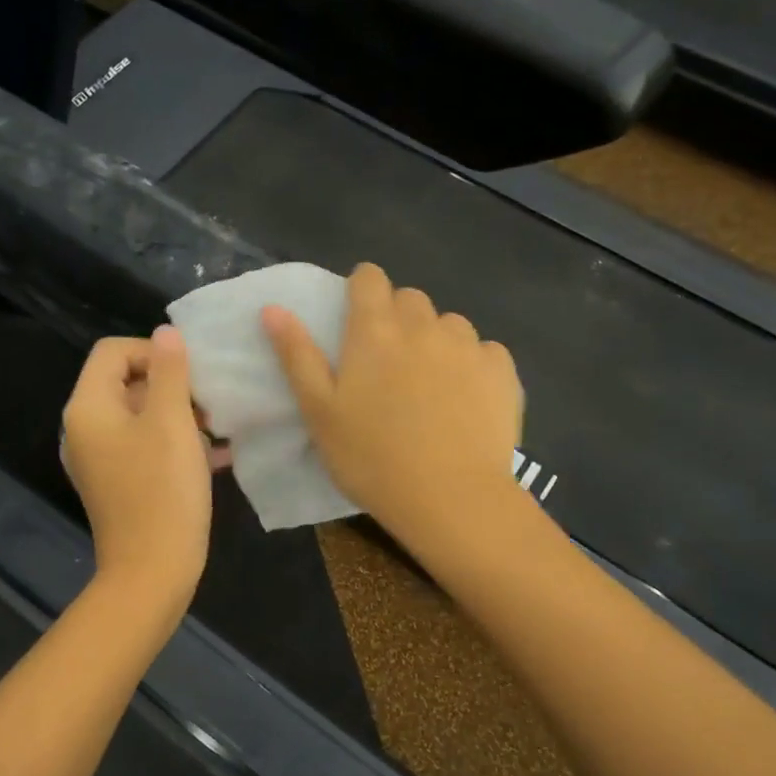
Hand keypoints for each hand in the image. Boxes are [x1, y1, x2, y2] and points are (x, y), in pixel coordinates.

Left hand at [61, 327, 214, 608]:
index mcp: (88, 407)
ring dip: (178, 414)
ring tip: (217, 430)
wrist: (152, 572)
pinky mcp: (116, 481)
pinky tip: (216, 455)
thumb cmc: (163, 491)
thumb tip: (167, 333)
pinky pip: (144, 445)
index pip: (113, 351)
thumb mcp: (172, 422)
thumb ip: (170, 371)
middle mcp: (84, 428)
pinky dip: (174, 441)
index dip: (153, 351)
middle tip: (209, 404)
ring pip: (139, 414)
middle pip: (125, 381)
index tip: (191, 375)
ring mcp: (99, 458)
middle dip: (171, 384)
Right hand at [263, 263, 522, 544]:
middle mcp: (423, 325)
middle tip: (387, 364)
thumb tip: (273, 308)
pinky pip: (484, 351)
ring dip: (435, 340)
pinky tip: (466, 399)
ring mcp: (468, 345)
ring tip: (429, 385)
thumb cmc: (371, 457)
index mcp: (374, 330)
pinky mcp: (502, 371)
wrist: (450, 498)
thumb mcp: (319, 411)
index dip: (360, 290)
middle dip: (396, 318)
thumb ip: (297, 355)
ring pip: (448, 324)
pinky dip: (473, 364)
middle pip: (409, 299)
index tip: (356, 321)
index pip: (369, 277)